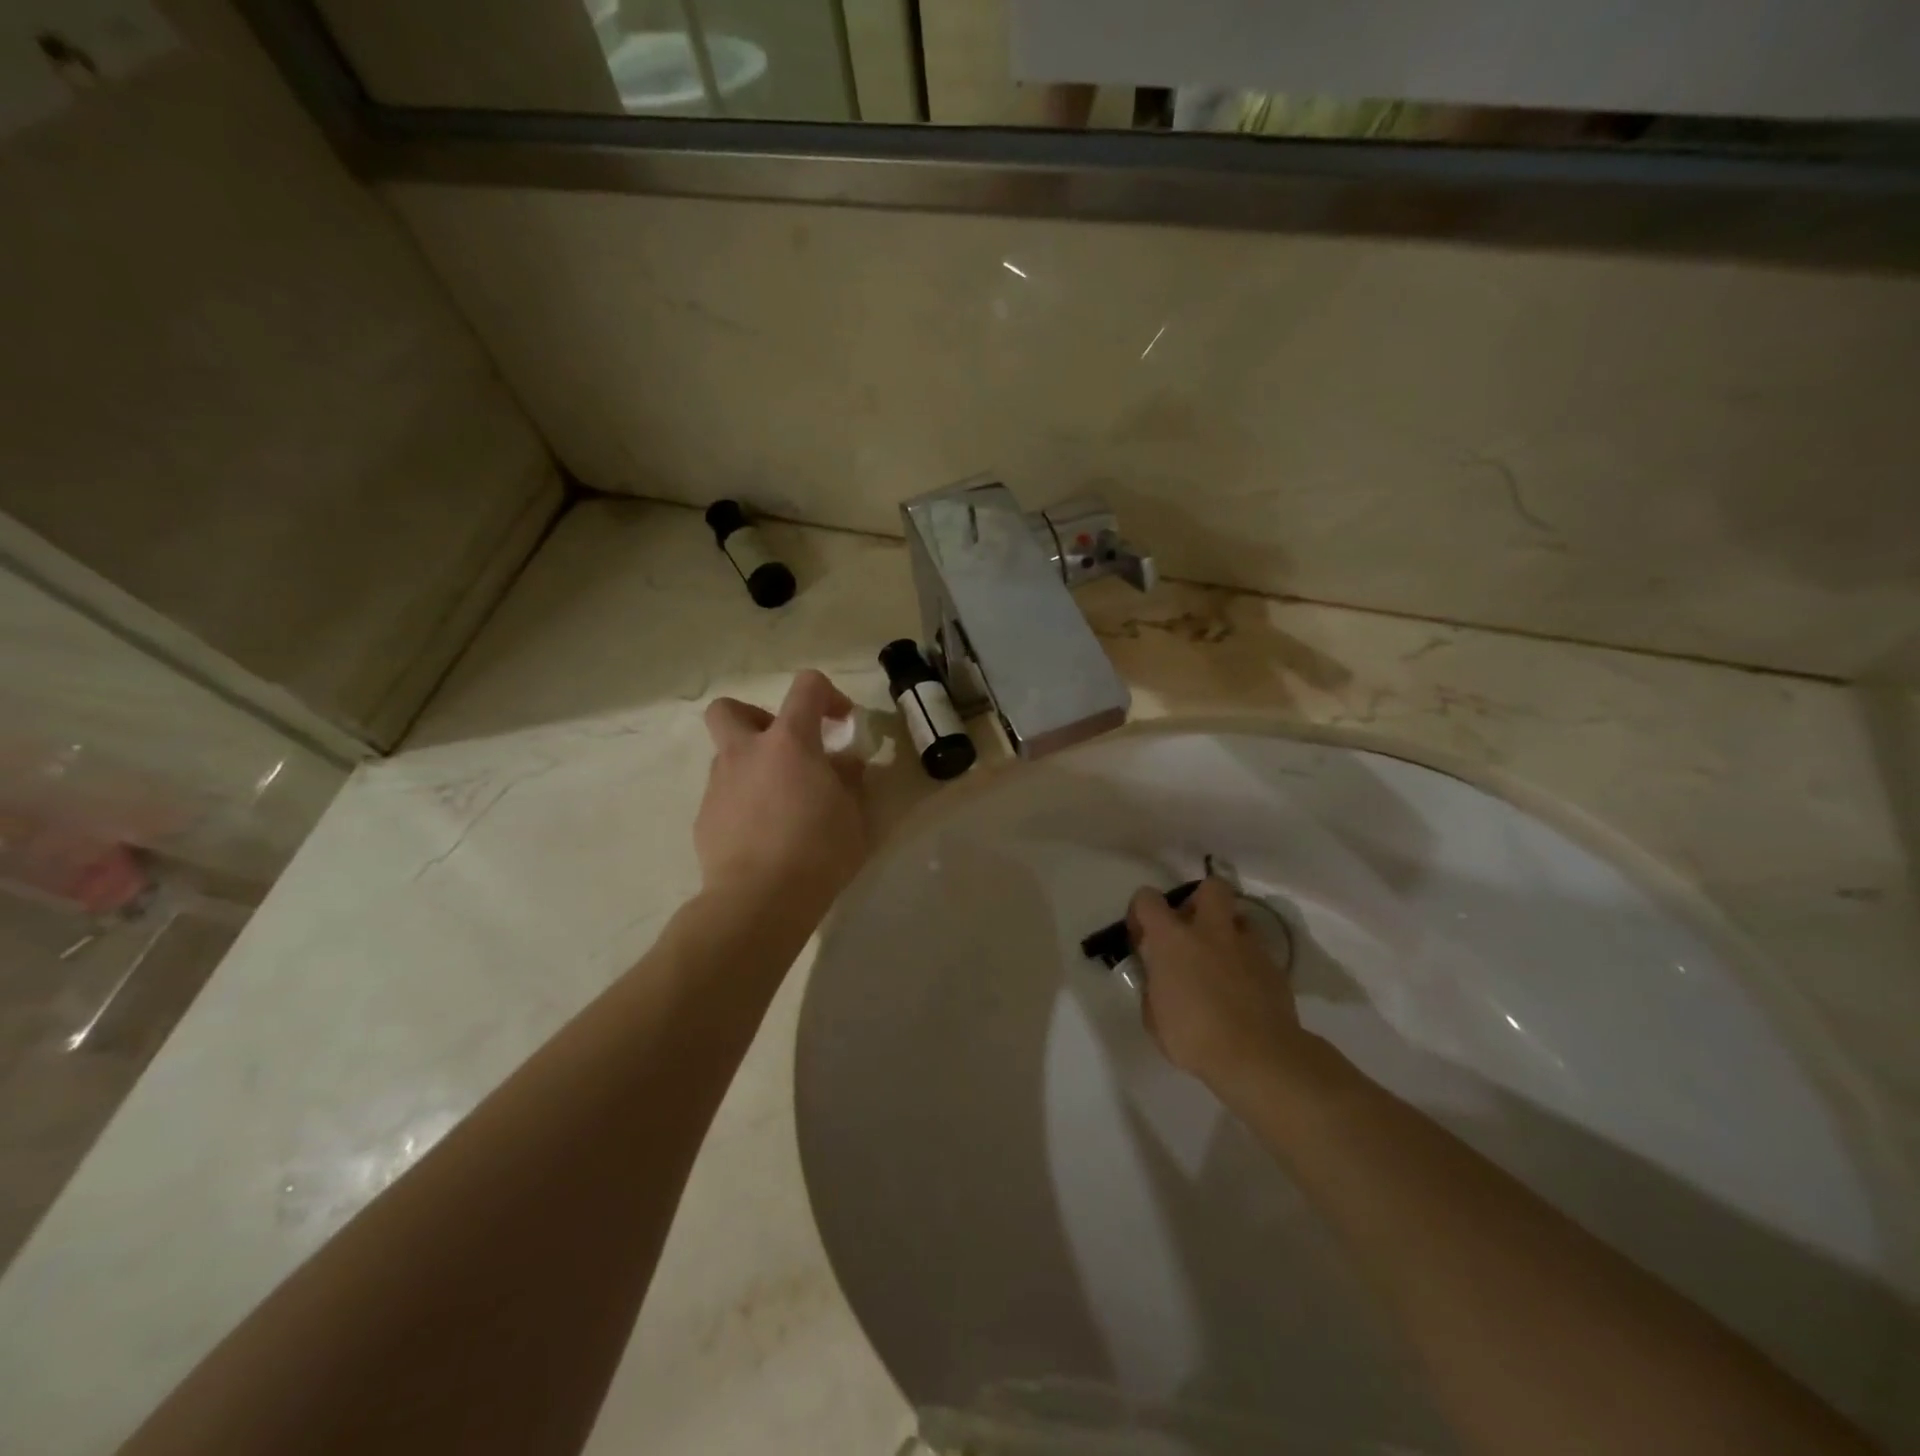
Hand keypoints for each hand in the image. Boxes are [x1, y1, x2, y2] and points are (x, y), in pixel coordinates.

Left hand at [698, 670, 869, 922]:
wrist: (758, 901)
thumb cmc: (818, 851)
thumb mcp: (854, 814)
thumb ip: (849, 780)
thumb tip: (844, 763)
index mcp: (789, 742)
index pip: (805, 687)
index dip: (828, 694)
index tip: (841, 723)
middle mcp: (746, 753)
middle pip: (729, 709)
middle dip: (755, 717)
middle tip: (783, 748)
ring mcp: (718, 786)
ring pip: (727, 756)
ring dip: (752, 766)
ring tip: (781, 804)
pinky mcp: (704, 819)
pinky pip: (724, 796)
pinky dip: (743, 803)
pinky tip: (762, 835)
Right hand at [1129, 877, 1307, 1091]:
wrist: (1258, 1057)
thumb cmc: (1194, 1037)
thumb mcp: (1154, 1018)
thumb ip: (1154, 989)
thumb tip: (1159, 981)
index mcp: (1173, 939)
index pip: (1148, 899)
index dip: (1141, 912)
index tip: (1142, 937)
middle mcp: (1211, 931)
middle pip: (1211, 887)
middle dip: (1200, 900)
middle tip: (1192, 930)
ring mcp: (1247, 946)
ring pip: (1240, 918)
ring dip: (1227, 932)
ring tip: (1221, 961)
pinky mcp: (1274, 967)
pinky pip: (1258, 951)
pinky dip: (1247, 962)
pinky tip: (1243, 989)